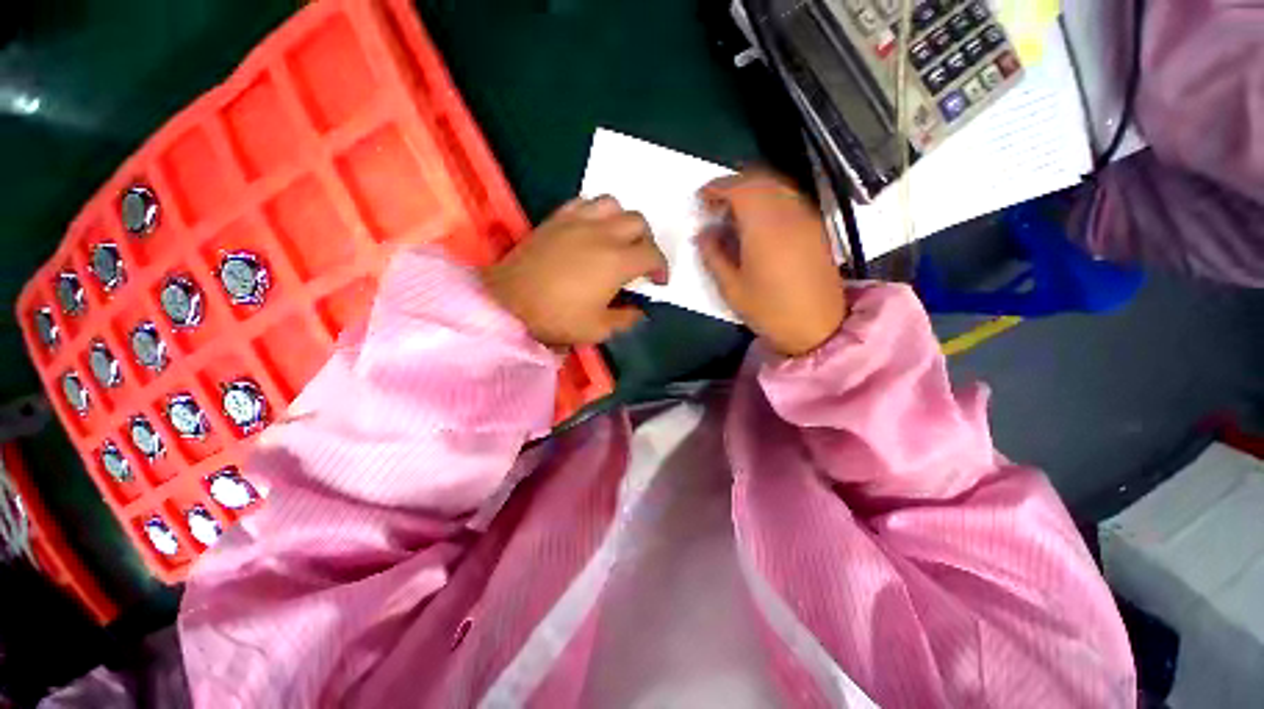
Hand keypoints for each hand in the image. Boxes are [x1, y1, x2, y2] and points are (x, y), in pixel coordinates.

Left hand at [482, 196, 667, 347]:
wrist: (509, 302)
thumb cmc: (557, 317)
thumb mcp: (598, 329)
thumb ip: (626, 319)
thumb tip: (639, 312)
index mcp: (617, 261)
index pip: (652, 254)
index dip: (661, 268)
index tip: (658, 282)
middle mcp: (602, 234)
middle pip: (638, 223)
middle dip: (647, 242)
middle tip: (640, 261)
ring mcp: (578, 222)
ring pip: (613, 204)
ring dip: (623, 220)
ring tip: (618, 239)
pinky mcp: (557, 219)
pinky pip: (584, 202)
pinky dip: (596, 212)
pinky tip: (591, 229)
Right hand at [698, 171, 846, 357]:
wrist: (818, 327)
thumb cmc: (769, 310)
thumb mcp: (731, 288)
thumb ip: (713, 255)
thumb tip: (703, 232)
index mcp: (764, 227)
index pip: (739, 188)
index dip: (716, 187)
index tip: (701, 199)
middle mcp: (788, 213)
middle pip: (759, 179)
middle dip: (733, 185)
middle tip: (715, 205)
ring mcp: (806, 217)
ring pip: (776, 185)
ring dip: (752, 190)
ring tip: (734, 212)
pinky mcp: (815, 226)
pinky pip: (789, 198)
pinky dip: (769, 198)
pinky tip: (759, 221)